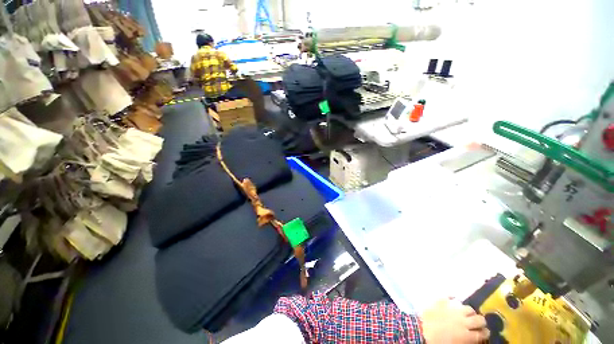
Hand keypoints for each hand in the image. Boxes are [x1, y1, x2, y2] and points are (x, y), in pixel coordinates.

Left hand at [421, 299, 489, 343]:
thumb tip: (473, 337)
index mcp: (467, 335)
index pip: (483, 334)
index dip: (485, 333)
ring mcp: (452, 310)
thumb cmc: (438, 342)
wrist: (420, 332)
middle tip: (478, 322)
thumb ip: (467, 340)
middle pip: (479, 319)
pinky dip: (451, 296)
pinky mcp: (440, 302)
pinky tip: (453, 297)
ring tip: (467, 312)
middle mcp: (463, 321)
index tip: (484, 332)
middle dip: (480, 321)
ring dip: (469, 311)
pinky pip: (448, 296)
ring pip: (468, 308)